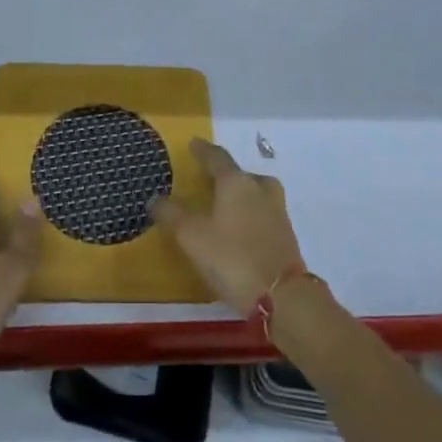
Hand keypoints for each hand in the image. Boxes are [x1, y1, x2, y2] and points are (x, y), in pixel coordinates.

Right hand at [150, 139, 306, 314]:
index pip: (216, 157)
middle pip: (239, 174)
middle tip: (208, 180)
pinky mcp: (286, 234)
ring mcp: (277, 210)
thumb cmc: (233, 257)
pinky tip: (241, 229)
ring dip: (240, 195)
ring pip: (255, 192)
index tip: (193, 144)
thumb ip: (172, 214)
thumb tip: (155, 197)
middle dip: (223, 175)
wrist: (284, 297)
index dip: (203, 150)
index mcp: (236, 181)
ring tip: (225, 205)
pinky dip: (250, 215)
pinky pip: (263, 213)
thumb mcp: (192, 237)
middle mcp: (259, 187)